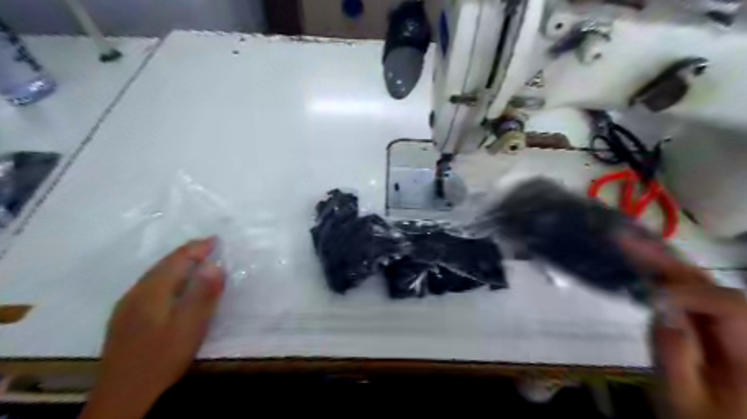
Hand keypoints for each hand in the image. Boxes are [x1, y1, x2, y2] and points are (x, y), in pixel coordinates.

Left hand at [80, 239, 223, 417]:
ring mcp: (127, 305)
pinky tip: (172, 286)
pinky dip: (167, 277)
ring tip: (195, 261)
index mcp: (153, 291)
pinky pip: (150, 286)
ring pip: (155, 275)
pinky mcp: (125, 318)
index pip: (177, 260)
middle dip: (187, 252)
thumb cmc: (162, 356)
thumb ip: (203, 294)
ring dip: (176, 264)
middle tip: (208, 246)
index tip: (216, 239)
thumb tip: (215, 265)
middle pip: (163, 264)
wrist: (123, 393)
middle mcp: (136, 292)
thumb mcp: (190, 326)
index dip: (198, 248)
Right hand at [620, 235, 746, 418]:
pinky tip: (640, 263)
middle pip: (715, 287)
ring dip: (663, 263)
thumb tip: (660, 306)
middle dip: (669, 262)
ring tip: (627, 243)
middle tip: (626, 241)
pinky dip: (664, 276)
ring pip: (703, 285)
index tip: (648, 296)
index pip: (730, 307)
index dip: (689, 294)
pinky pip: (691, 294)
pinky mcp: (714, 326)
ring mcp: (733, 328)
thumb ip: (675, 354)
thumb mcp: (683, 399)